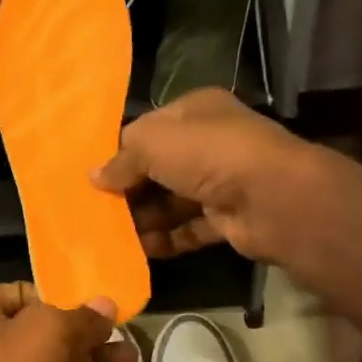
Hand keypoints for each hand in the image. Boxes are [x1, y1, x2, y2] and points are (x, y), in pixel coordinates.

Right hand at [93, 88, 331, 264]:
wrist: (271, 198)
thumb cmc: (208, 155)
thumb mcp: (152, 143)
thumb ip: (121, 158)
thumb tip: (94, 177)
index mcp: (196, 111)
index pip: (149, 129)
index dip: (120, 150)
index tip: (91, 175)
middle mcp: (210, 143)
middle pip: (159, 168)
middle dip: (129, 189)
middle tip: (95, 210)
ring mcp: (221, 182)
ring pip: (172, 201)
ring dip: (144, 218)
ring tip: (110, 235)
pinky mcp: (227, 219)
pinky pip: (188, 229)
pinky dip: (166, 240)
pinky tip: (139, 251)